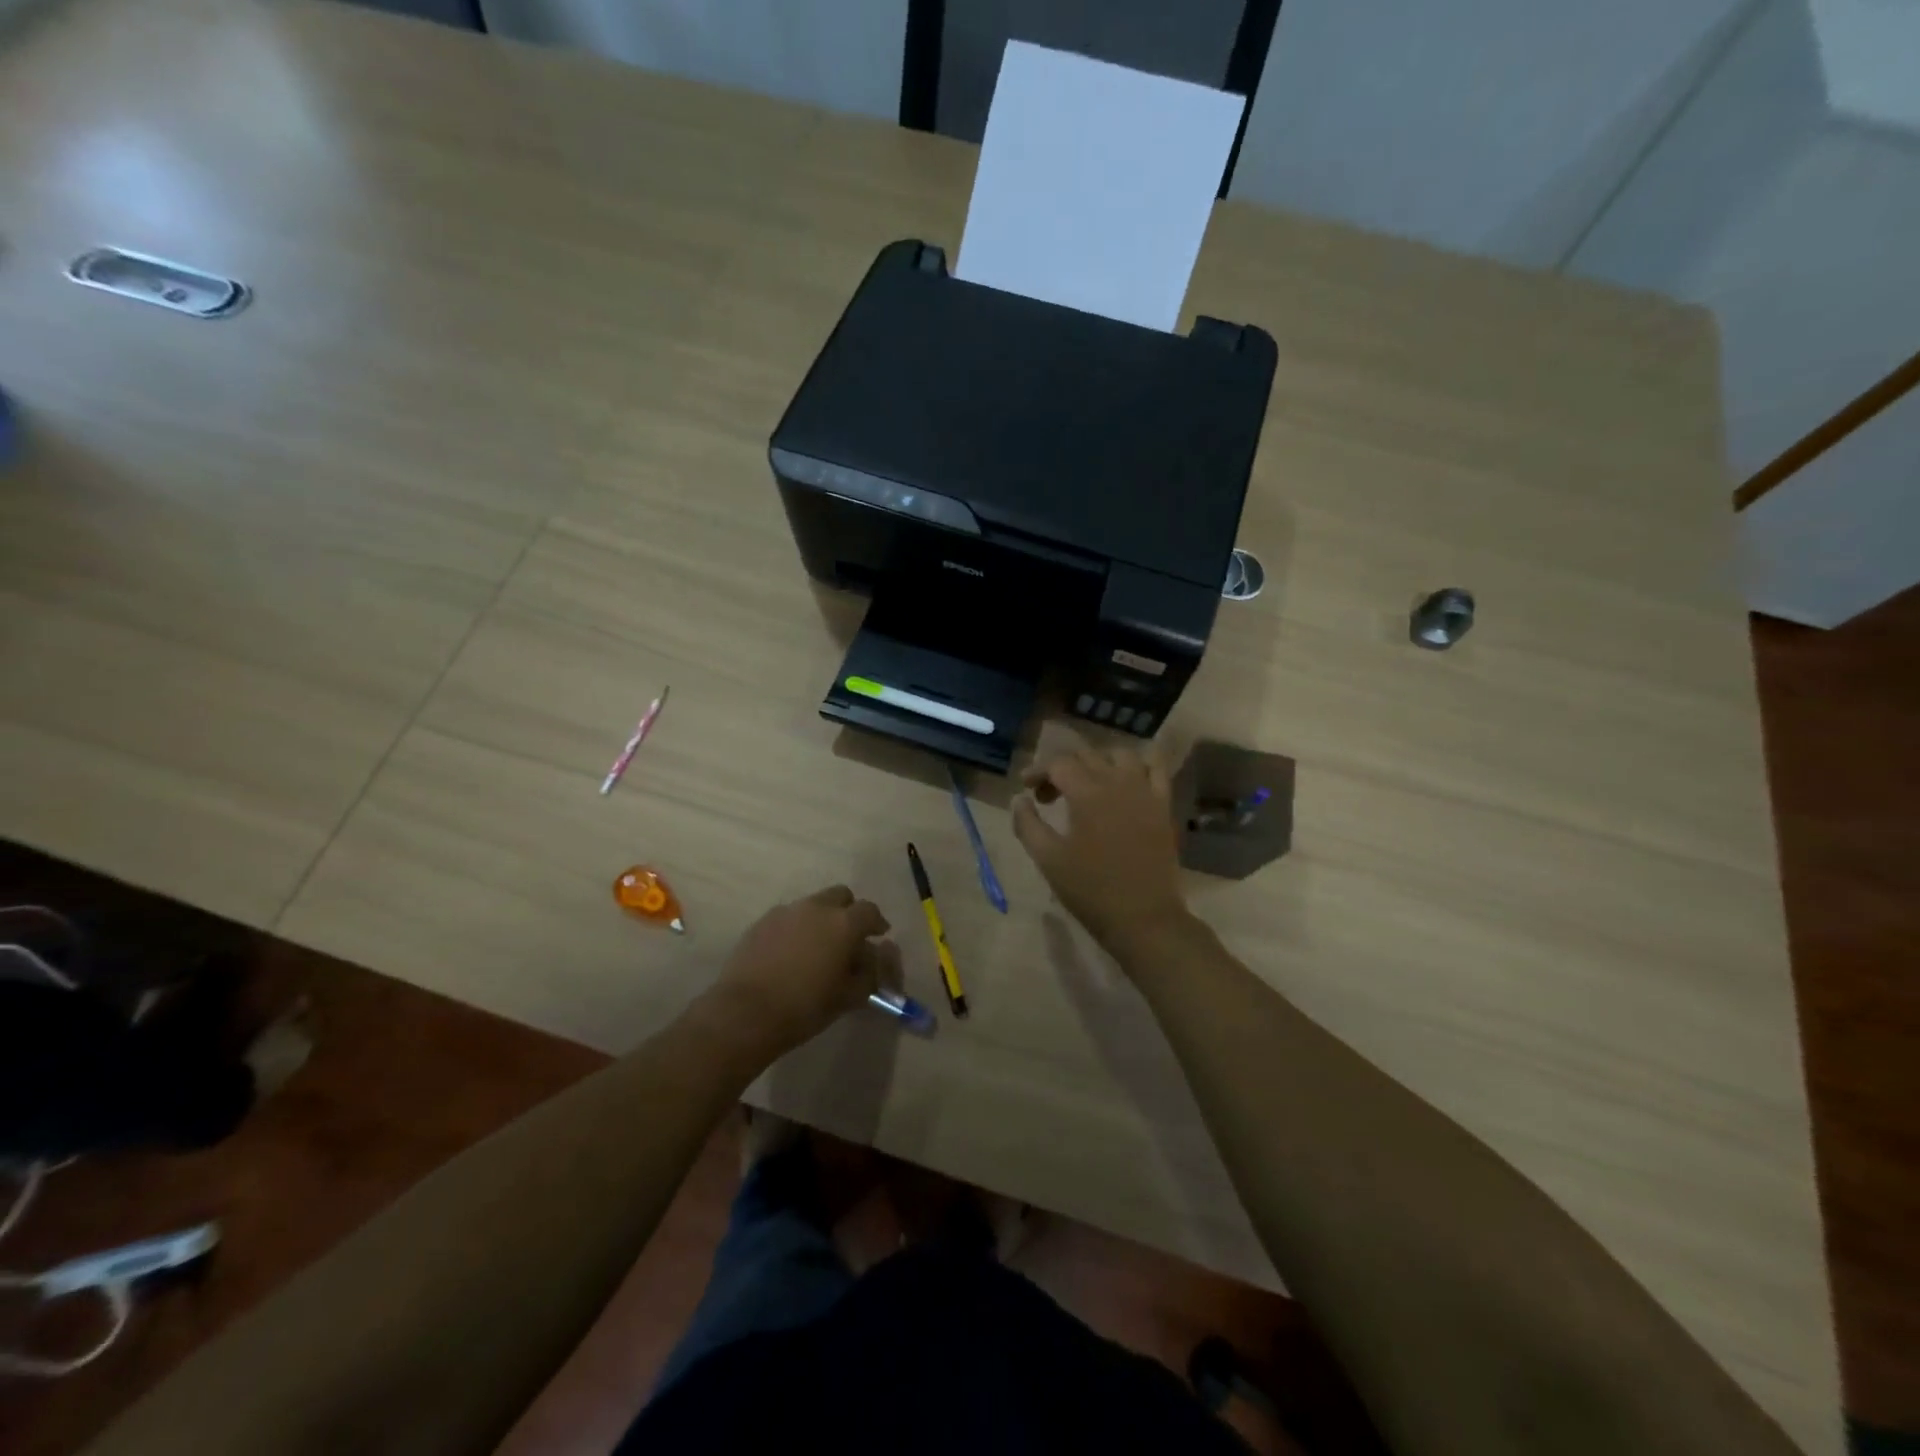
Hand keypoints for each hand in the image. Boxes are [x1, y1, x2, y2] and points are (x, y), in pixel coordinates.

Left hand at [702, 886, 899, 1055]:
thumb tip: (873, 958)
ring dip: (820, 919)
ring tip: (816, 947)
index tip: (878, 936)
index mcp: (843, 923)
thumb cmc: (805, 1007)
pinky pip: (788, 918)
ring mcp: (786, 912)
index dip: (876, 922)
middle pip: (840, 895)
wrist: (745, 1013)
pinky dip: (796, 928)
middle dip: (848, 911)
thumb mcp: (848, 997)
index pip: (869, 911)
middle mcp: (816, 908)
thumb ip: (869, 973)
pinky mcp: (761, 922)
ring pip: (812, 905)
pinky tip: (790, 954)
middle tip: (847, 936)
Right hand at [1012, 745, 1190, 952]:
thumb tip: (1019, 799)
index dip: (1038, 771)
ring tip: (1087, 784)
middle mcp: (1117, 782)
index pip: (1058, 763)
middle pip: (1086, 755)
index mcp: (1087, 793)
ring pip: (1121, 755)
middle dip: (1062, 768)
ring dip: (1099, 762)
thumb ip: (1028, 824)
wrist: (1144, 917)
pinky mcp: (1164, 805)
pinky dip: (1138, 766)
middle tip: (1048, 796)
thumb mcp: (1048, 859)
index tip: (1026, 789)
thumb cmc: (1090, 890)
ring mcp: (1145, 791)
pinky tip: (1126, 782)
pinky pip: (1155, 769)